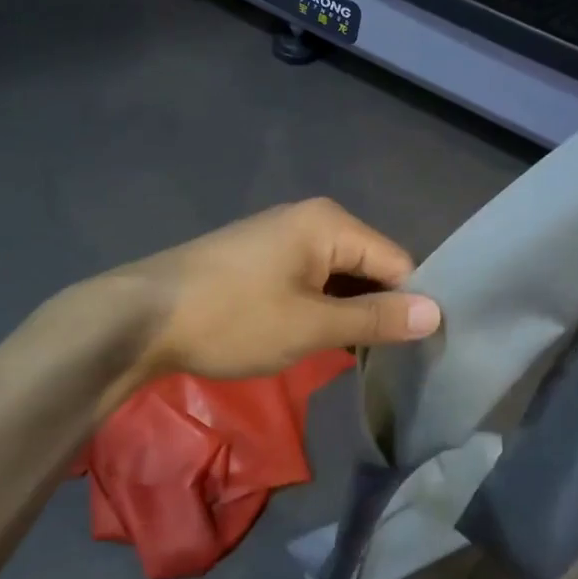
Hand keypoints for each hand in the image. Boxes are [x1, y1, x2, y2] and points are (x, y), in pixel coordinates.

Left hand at [112, 199, 440, 380]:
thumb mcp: (310, 326)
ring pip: (337, 274)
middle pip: (368, 264)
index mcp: (330, 223)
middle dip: (374, 309)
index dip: (407, 305)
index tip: (410, 353)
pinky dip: (317, 306)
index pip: (396, 261)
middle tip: (377, 361)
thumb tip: (437, 313)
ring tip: (345, 356)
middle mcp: (311, 217)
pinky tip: (309, 337)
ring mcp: (282, 233)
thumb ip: (375, 319)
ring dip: (343, 312)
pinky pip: (309, 276)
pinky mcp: (260, 254)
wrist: (140, 316)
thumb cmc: (233, 318)